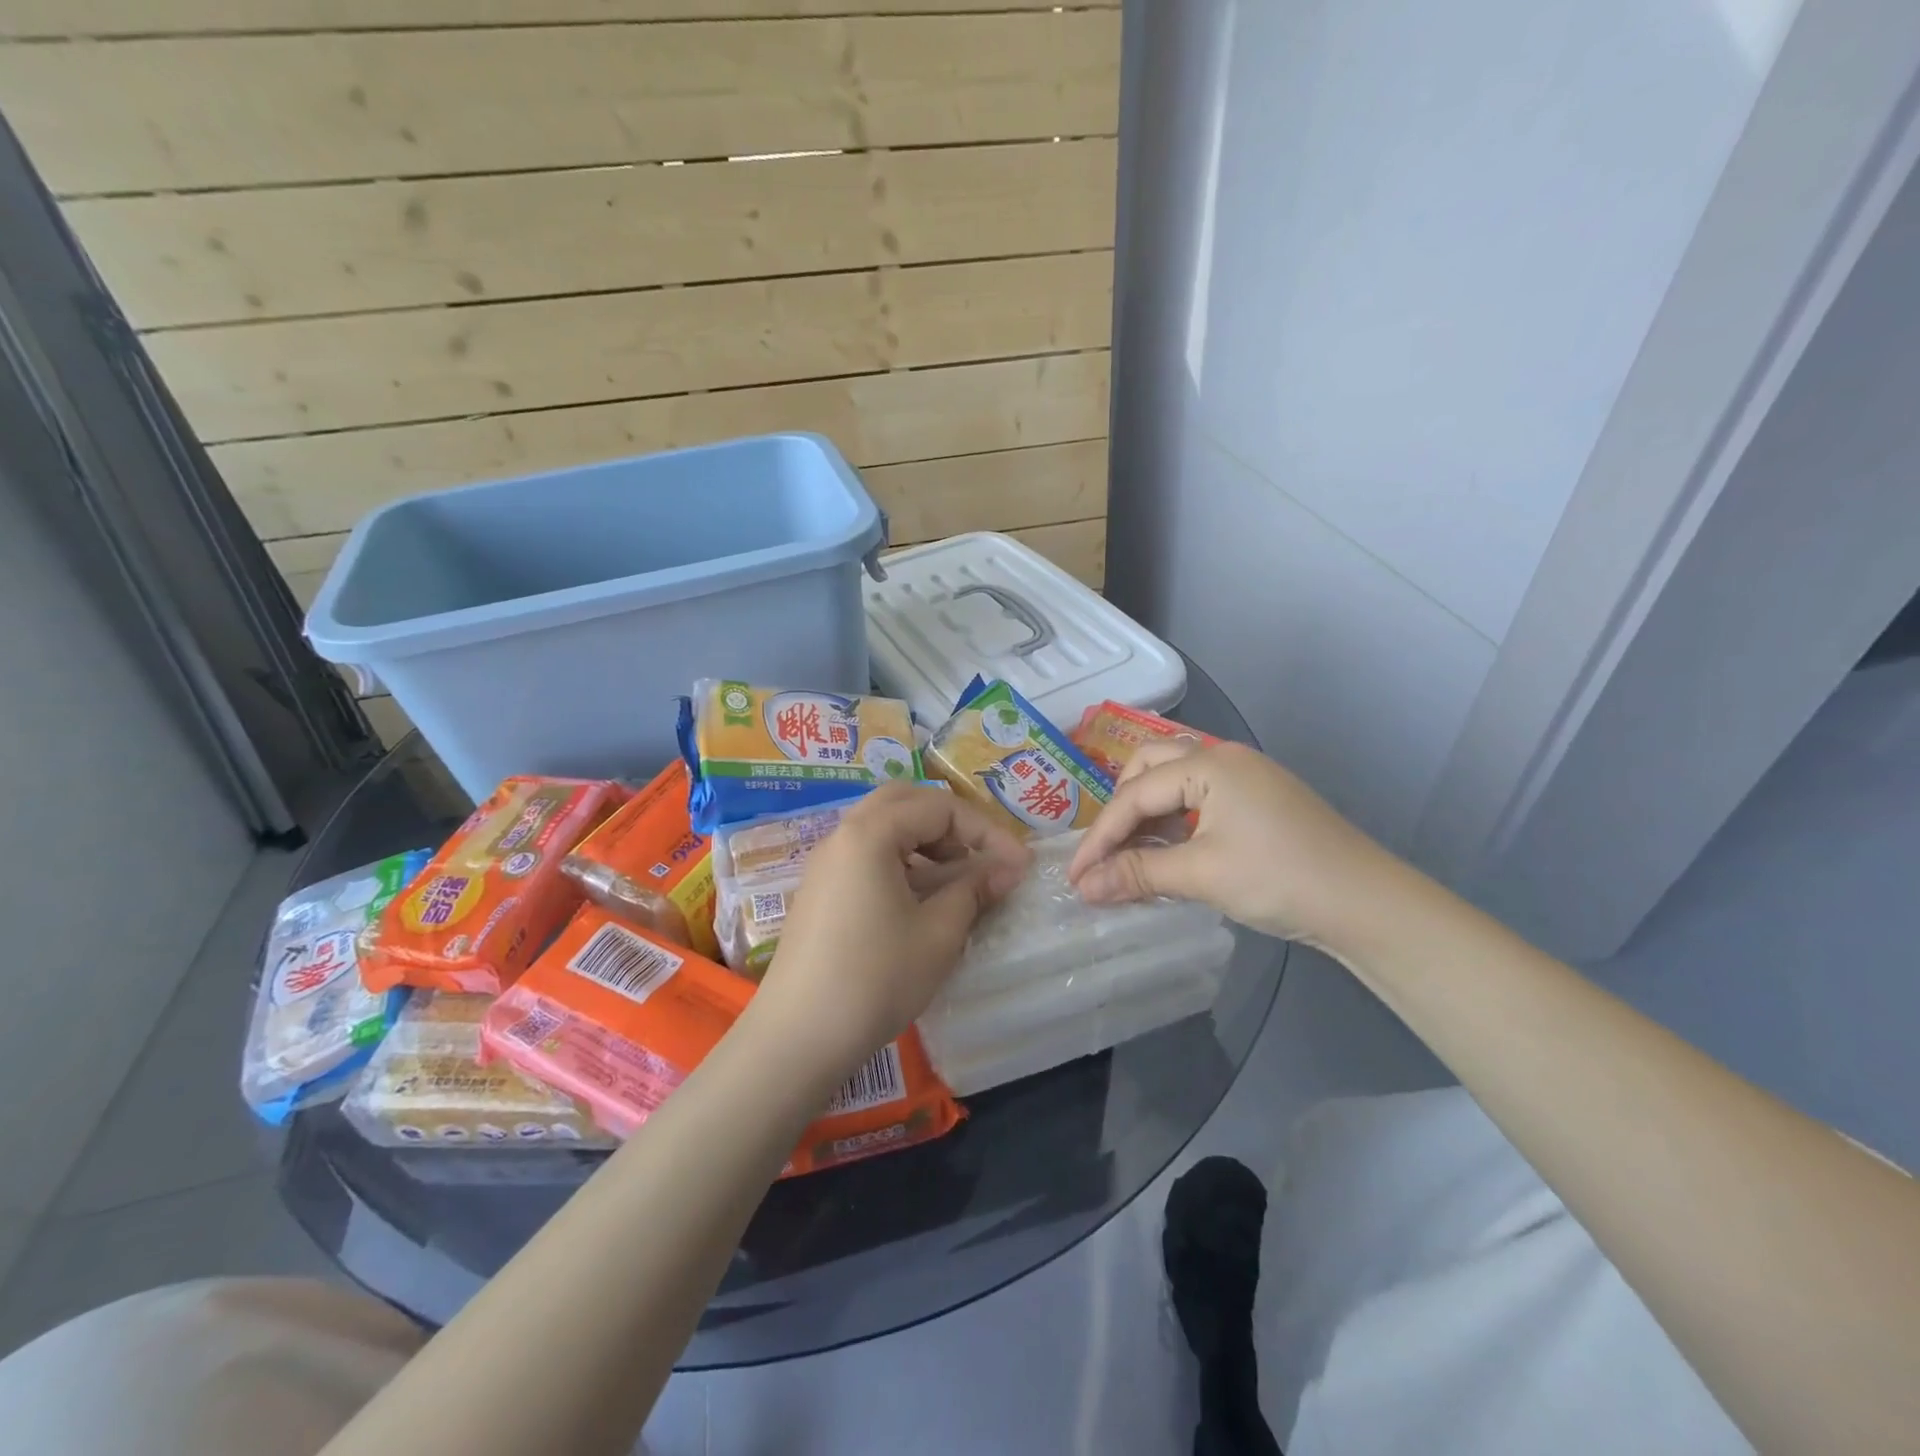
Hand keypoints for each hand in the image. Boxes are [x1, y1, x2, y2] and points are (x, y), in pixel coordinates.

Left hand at [753, 784, 1031, 1080]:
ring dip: (925, 841)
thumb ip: (974, 889)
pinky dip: (900, 861)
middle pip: (904, 802)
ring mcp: (826, 863)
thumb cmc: (876, 979)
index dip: (986, 832)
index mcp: (870, 833)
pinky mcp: (820, 890)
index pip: (939, 807)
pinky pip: (866, 854)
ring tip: (956, 879)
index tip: (1019, 865)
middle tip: (980, 856)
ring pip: (883, 827)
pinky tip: (920, 900)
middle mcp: (843, 835)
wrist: (798, 1037)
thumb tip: (1008, 869)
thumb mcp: (938, 934)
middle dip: (950, 823)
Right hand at [1067, 741, 1405, 950]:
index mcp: (1208, 763)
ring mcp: (1246, 776)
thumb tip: (1083, 888)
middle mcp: (1224, 757)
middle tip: (1106, 852)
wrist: (1368, 904)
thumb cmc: (1279, 879)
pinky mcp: (1259, 799)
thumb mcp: (1201, 875)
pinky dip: (1175, 821)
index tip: (1076, 876)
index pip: (1135, 794)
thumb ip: (1137, 873)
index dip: (1100, 837)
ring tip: (1132, 854)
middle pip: (1150, 768)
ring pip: (1175, 781)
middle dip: (1121, 809)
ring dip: (1148, 813)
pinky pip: (1200, 798)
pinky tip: (1169, 851)